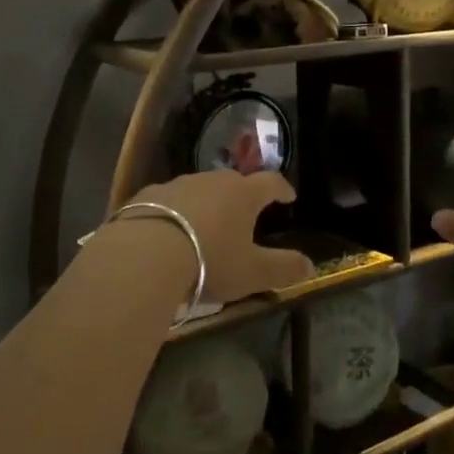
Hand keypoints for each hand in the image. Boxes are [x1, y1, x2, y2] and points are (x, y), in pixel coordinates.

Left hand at [122, 169, 314, 303]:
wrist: (144, 255)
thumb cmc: (209, 261)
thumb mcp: (252, 272)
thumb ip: (283, 268)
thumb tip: (310, 265)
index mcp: (243, 194)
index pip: (270, 182)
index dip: (282, 189)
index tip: (288, 196)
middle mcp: (211, 181)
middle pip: (233, 182)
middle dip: (241, 195)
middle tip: (244, 213)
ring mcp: (177, 185)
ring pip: (199, 189)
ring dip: (206, 203)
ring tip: (205, 225)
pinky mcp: (146, 195)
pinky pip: (168, 200)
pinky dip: (175, 212)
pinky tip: (169, 231)